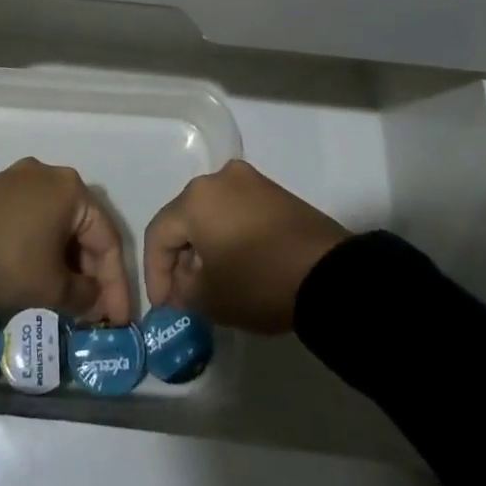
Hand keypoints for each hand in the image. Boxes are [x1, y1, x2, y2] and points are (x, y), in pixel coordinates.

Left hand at [0, 158, 132, 323]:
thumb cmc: (9, 260)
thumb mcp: (51, 287)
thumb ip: (83, 295)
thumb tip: (94, 301)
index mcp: (72, 189)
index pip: (108, 239)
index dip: (116, 284)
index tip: (119, 320)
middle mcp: (50, 175)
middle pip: (83, 228)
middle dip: (91, 272)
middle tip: (94, 309)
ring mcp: (19, 179)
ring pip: (57, 224)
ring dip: (66, 261)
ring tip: (68, 297)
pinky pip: (32, 220)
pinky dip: (42, 248)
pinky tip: (39, 274)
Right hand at [143, 159, 348, 334]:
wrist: (329, 274)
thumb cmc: (259, 282)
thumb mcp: (211, 298)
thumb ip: (183, 291)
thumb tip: (182, 285)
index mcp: (196, 198)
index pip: (159, 234)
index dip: (155, 273)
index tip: (163, 307)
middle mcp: (219, 179)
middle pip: (185, 219)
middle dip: (180, 258)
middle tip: (184, 294)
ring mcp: (251, 182)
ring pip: (212, 213)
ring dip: (205, 246)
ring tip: (211, 282)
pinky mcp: (275, 193)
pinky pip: (238, 211)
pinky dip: (229, 235)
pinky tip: (237, 264)